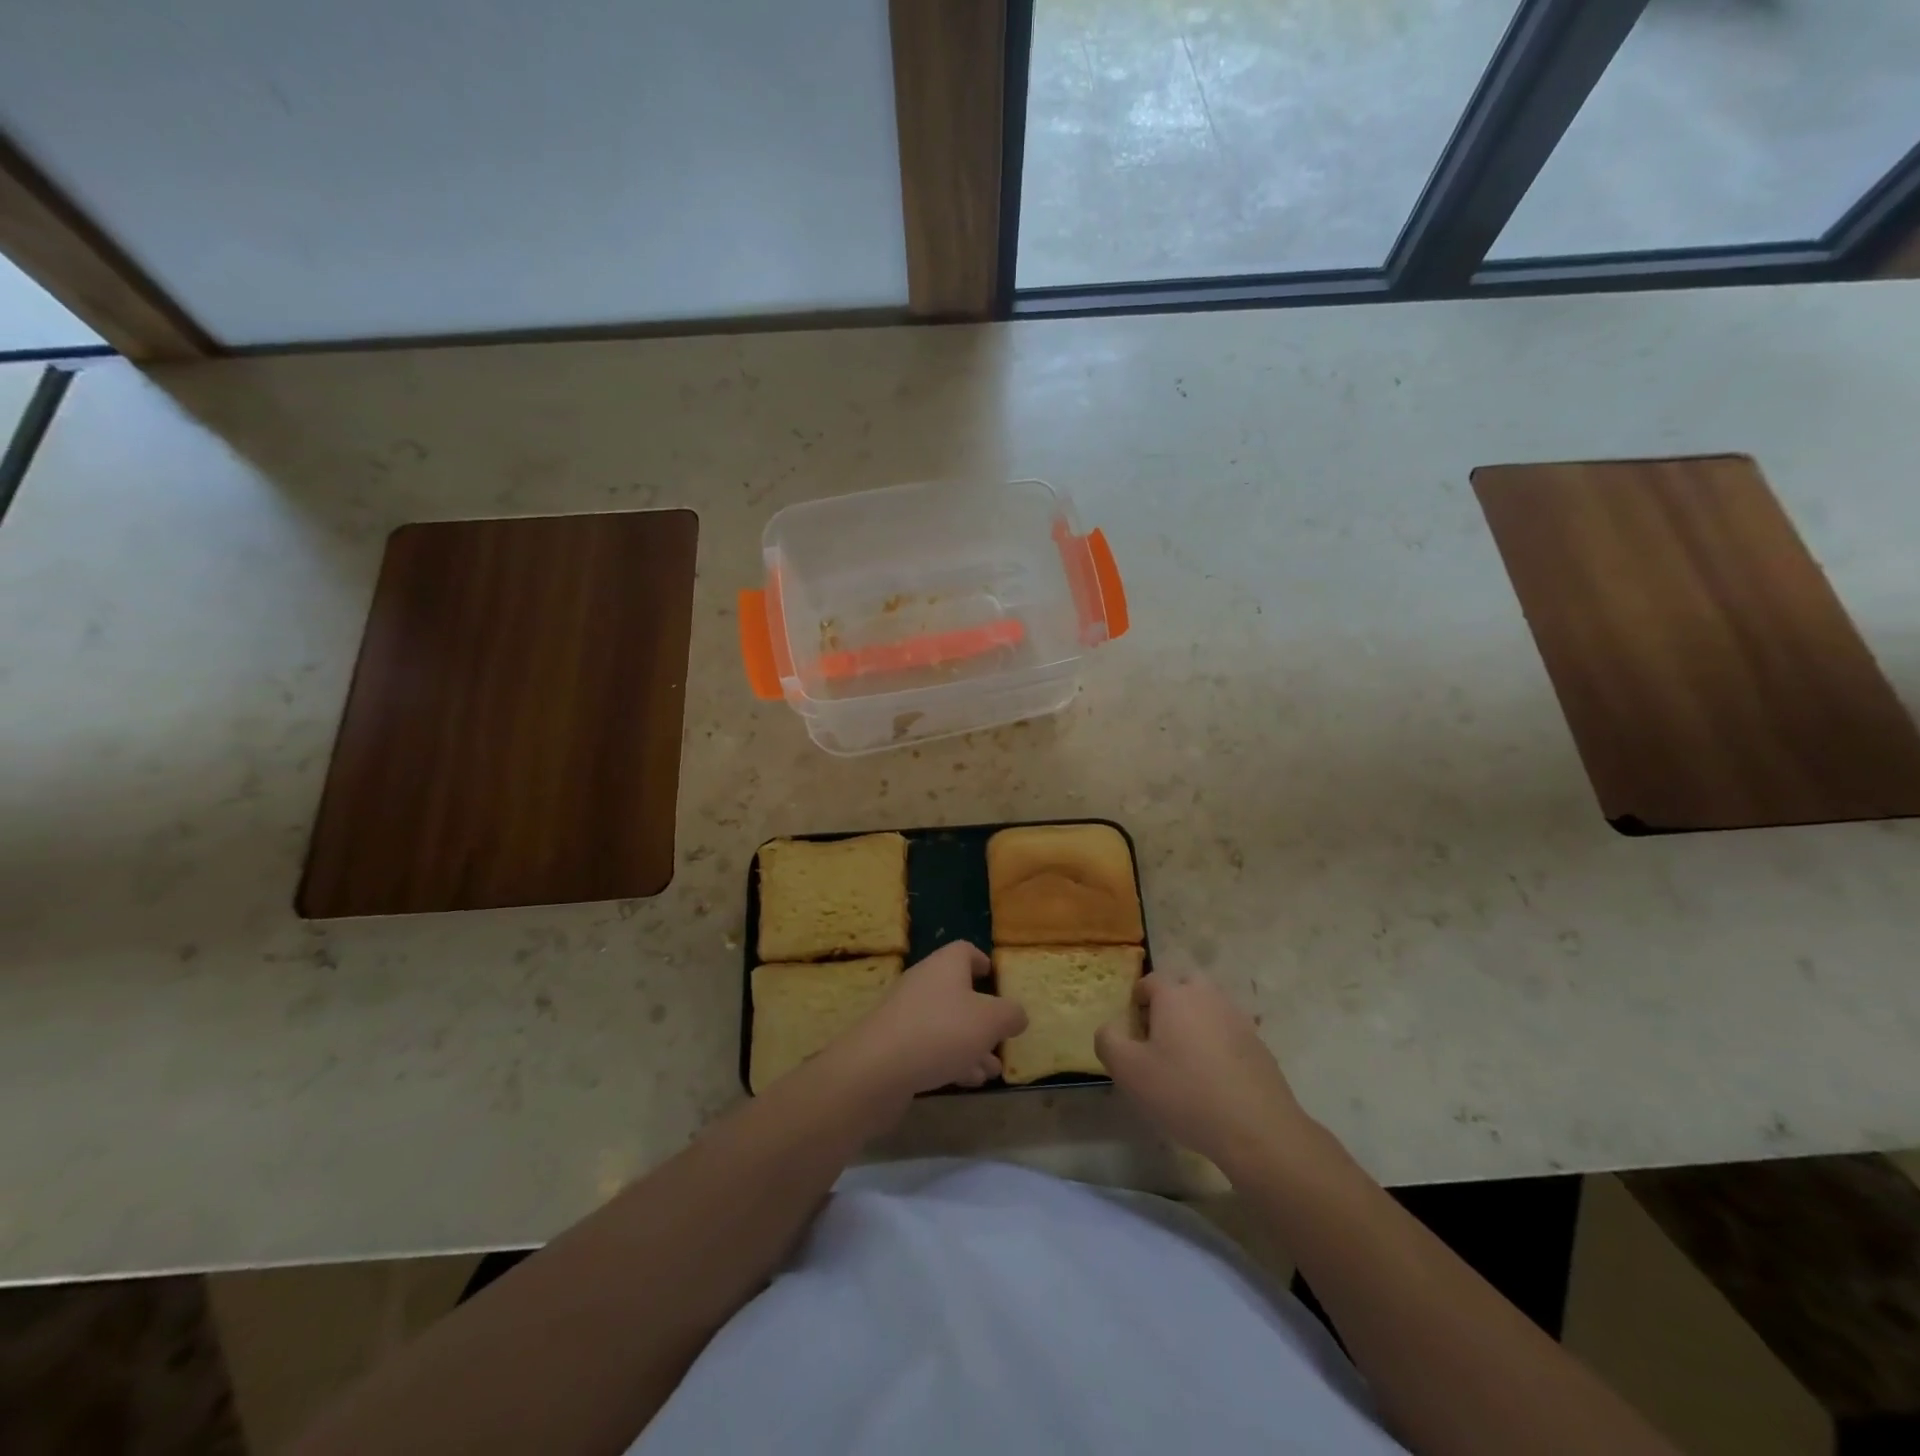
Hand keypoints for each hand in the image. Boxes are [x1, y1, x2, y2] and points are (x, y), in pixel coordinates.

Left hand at [831, 941, 1027, 1102]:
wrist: (877, 1069)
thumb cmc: (940, 1031)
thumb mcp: (990, 1021)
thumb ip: (1010, 1014)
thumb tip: (1017, 1013)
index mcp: (945, 966)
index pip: (964, 951)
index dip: (982, 961)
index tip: (996, 977)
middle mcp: (924, 983)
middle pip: (957, 991)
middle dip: (982, 1015)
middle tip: (1001, 1036)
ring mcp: (906, 1014)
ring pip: (947, 1024)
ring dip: (971, 1044)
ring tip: (992, 1070)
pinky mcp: (895, 1045)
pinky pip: (931, 1046)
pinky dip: (952, 1060)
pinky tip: (968, 1081)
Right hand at [1094, 969, 1316, 1176]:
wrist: (1256, 1129)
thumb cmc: (1183, 1092)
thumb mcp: (1128, 1071)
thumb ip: (1108, 1041)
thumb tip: (1109, 1028)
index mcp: (1175, 996)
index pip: (1150, 980)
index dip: (1138, 1000)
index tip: (1134, 1030)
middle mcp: (1208, 997)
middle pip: (1185, 986)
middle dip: (1170, 1003)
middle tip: (1160, 1037)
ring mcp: (1238, 1020)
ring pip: (1210, 1007)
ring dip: (1196, 1022)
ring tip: (1187, 1059)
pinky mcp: (1259, 1045)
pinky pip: (1230, 1033)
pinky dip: (1219, 1044)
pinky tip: (1214, 1078)